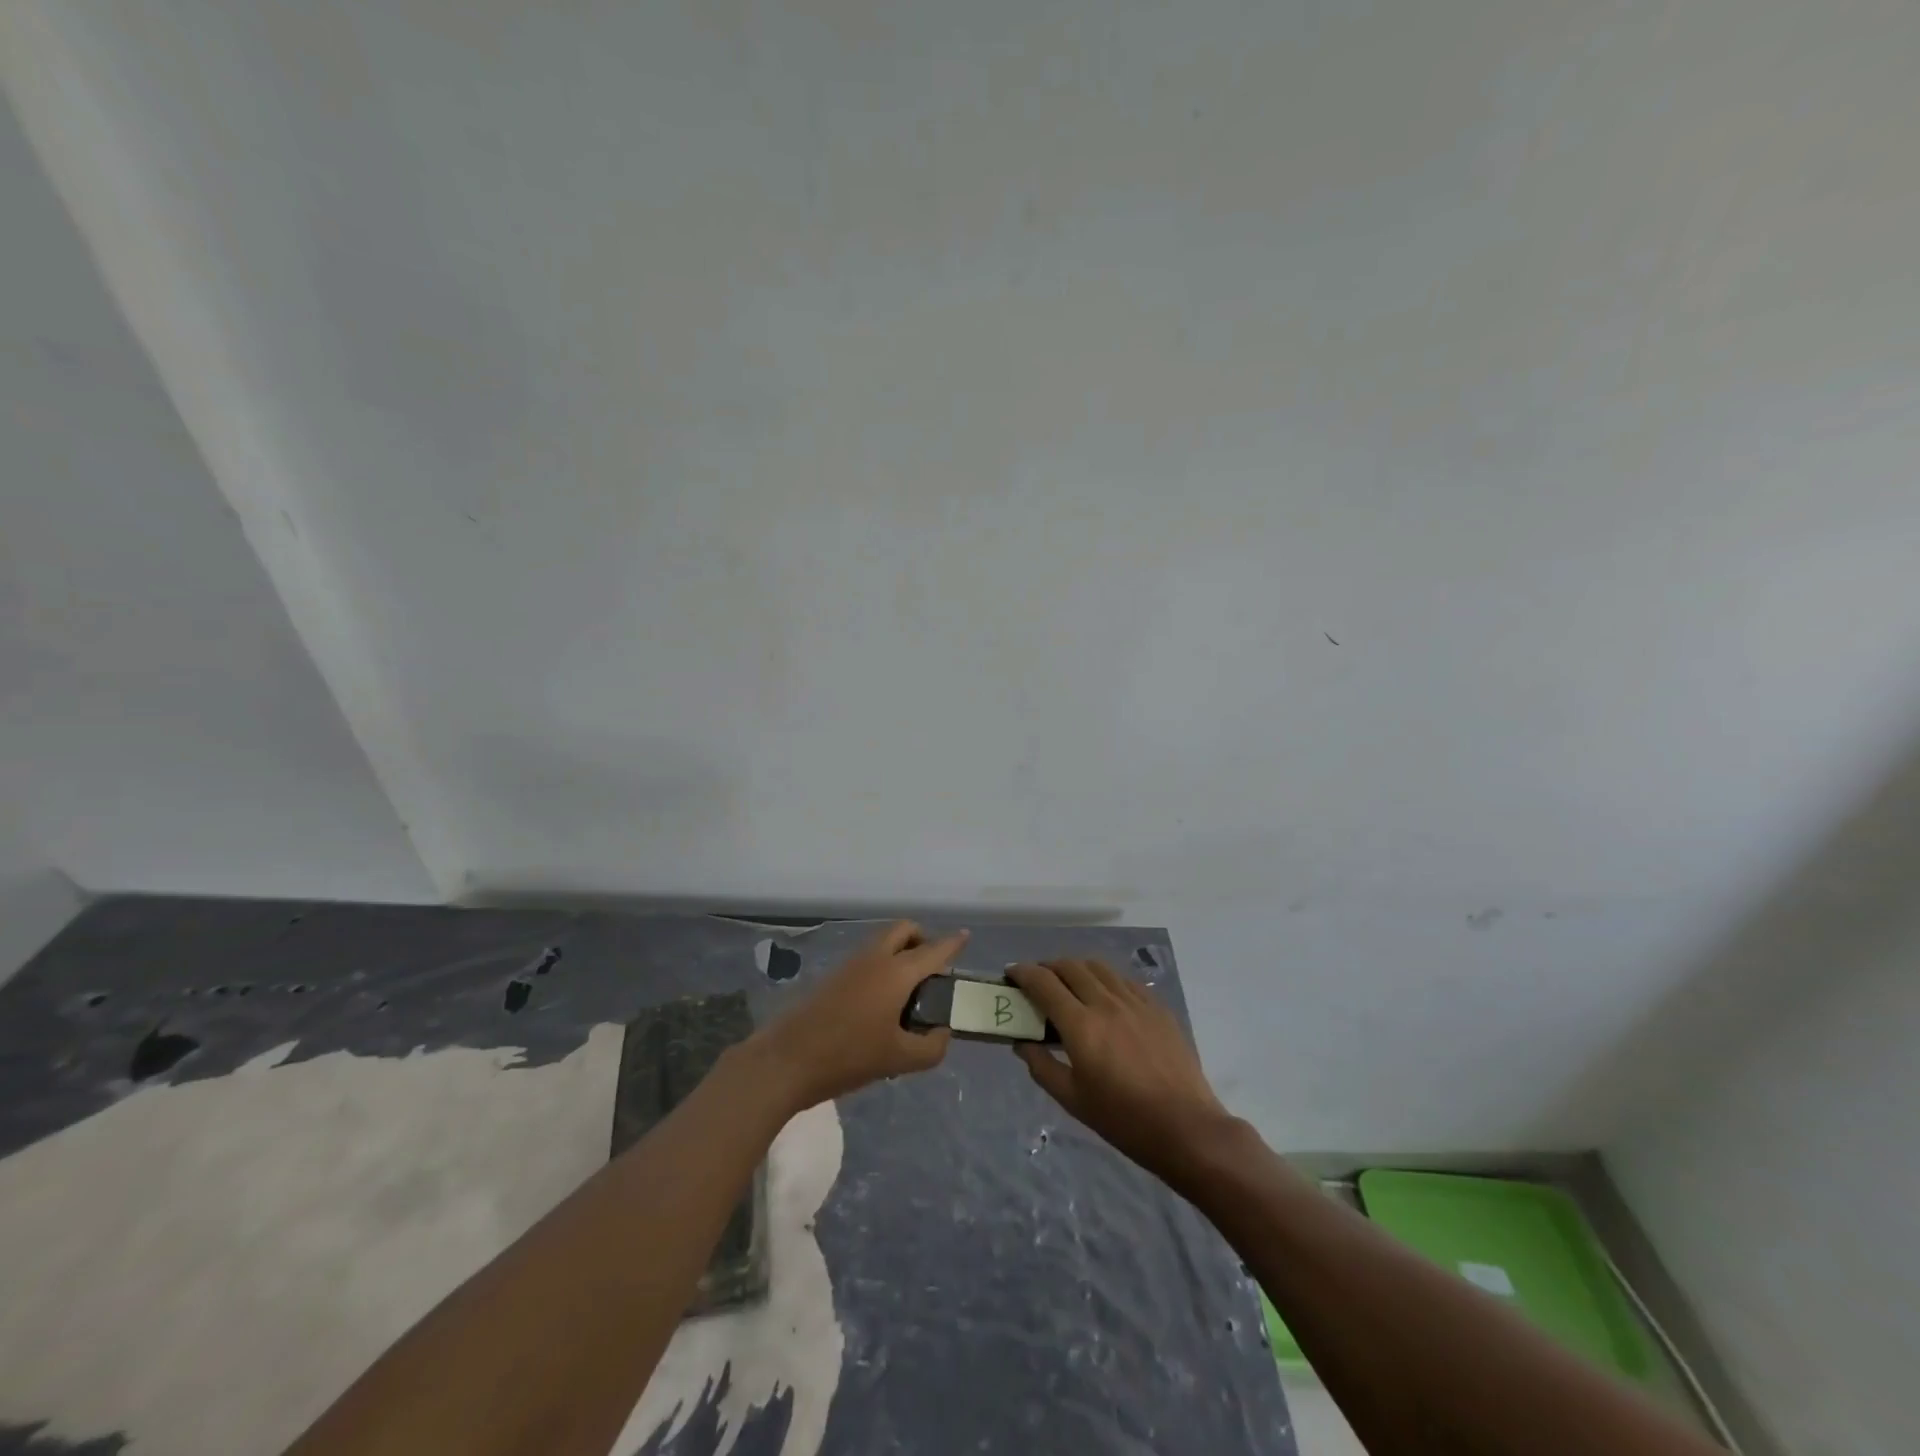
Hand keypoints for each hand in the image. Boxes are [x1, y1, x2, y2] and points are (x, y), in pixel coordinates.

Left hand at [753, 921, 965, 1111]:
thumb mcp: (899, 1060)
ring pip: (883, 942)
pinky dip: (882, 965)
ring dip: (901, 952)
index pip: (934, 949)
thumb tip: (941, 1033)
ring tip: (909, 992)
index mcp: (897, 972)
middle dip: (922, 939)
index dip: (952, 942)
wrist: (787, 1060)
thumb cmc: (848, 1056)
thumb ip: (931, 1047)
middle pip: (904, 929)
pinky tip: (882, 1003)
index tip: (966, 936)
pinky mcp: (833, 976)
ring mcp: (851, 964)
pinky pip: (868, 957)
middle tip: (932, 970)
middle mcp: (875, 958)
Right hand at [1007, 959, 1234, 1188]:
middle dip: (1047, 967)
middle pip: (1070, 966)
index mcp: (1081, 1025)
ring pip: (1098, 967)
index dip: (1023, 973)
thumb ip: (1042, 1066)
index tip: (1011, 974)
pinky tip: (1105, 996)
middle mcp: (1106, 1003)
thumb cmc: (1123, 1120)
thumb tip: (1023, 1043)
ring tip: (1069, 983)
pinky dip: (1105, 980)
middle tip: (1037, 981)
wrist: (1186, 1127)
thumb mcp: (1073, 1100)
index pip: (1044, 983)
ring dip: (1076, 968)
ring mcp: (1135, 1001)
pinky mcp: (1157, 1007)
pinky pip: (1124, 980)